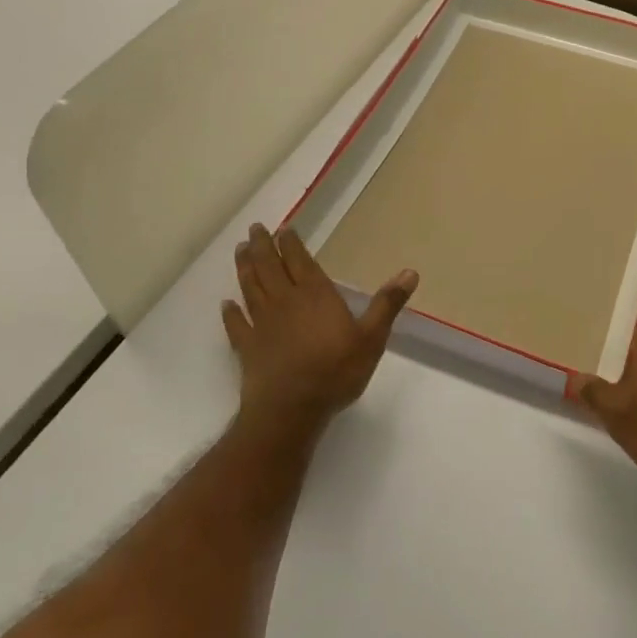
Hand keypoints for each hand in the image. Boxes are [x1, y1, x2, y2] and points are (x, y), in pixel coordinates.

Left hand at [221, 223, 417, 438]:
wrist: (291, 409)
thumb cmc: (335, 371)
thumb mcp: (372, 338)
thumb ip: (387, 304)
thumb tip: (410, 272)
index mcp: (314, 294)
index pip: (299, 260)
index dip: (289, 243)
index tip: (282, 228)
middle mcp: (284, 301)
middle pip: (269, 266)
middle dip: (261, 246)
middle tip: (254, 228)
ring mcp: (262, 324)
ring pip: (250, 288)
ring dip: (244, 267)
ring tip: (240, 251)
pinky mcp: (247, 347)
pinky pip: (236, 324)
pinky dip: (230, 313)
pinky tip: (226, 305)